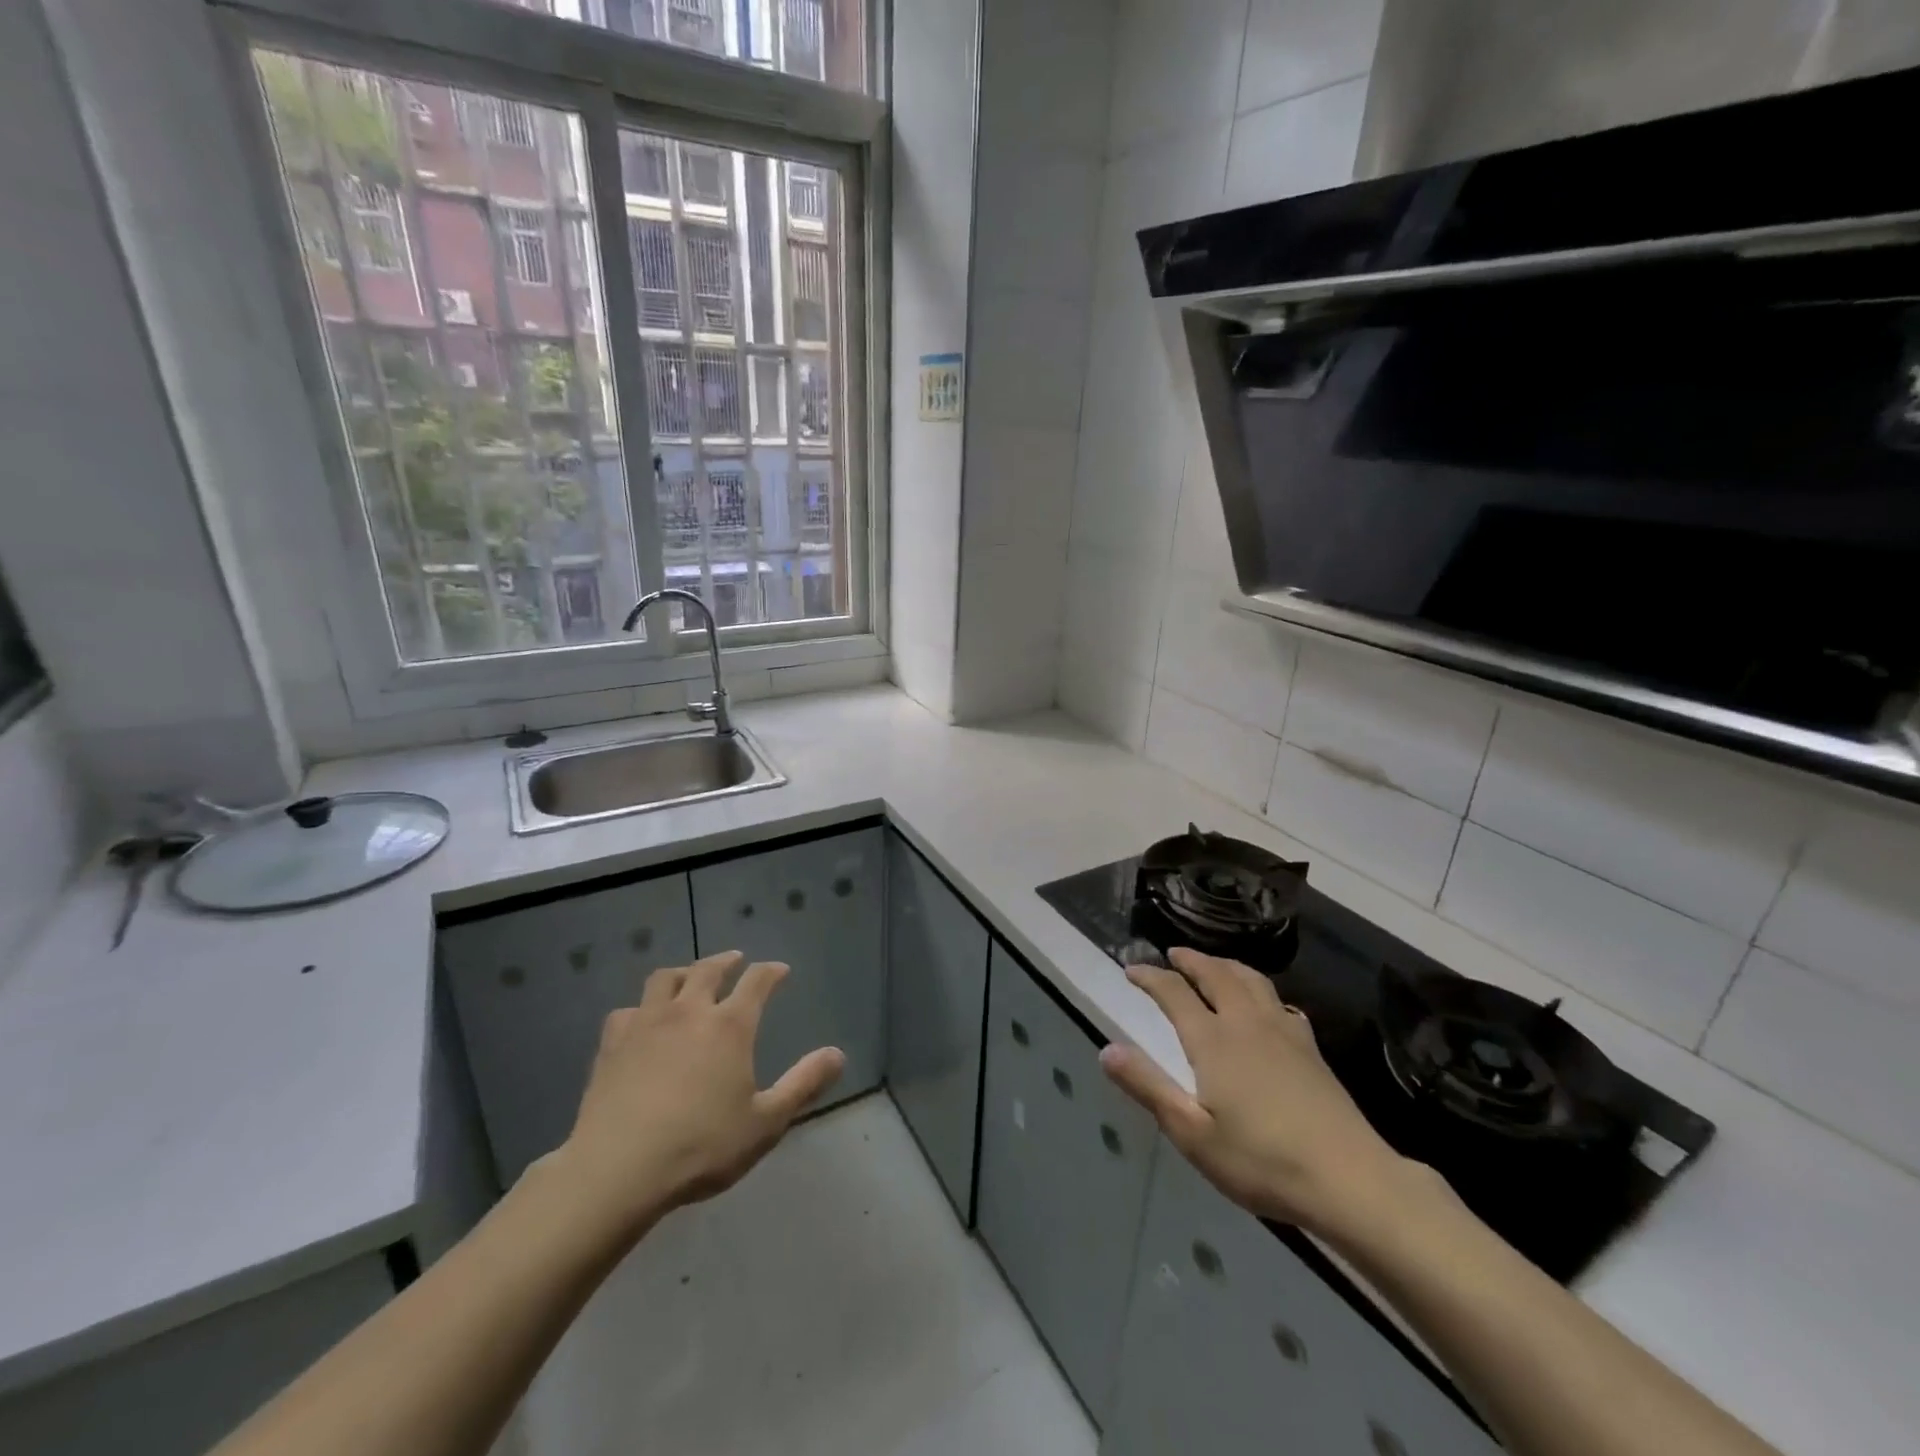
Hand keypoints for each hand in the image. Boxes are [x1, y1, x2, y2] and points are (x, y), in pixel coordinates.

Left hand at [547, 951, 845, 1241]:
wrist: (618, 1170)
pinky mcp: (612, 1045)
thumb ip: (804, 1085)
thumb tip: (838, 1054)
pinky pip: (626, 1012)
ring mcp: (646, 1024)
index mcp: (730, 1026)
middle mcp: (689, 1012)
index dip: (771, 972)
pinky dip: (640, 1009)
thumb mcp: (766, 1122)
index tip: (780, 970)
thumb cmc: (701, 1147)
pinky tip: (640, 1021)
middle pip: (708, 970)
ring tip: (688, 978)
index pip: (757, 982)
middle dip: (726, 962)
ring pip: (664, 980)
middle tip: (735, 961)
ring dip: (681, 973)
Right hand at [1100, 947, 1410, 1237]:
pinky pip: (1279, 1000)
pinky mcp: (1311, 1048)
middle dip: (1191, 960)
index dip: (1150, 977)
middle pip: (1216, 974)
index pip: (1174, 993)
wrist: (1350, 1179)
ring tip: (1213, 965)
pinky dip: (1260, 989)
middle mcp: (1246, 1023)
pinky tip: (1265, 1005)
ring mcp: (1284, 1032)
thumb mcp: (1192, 1133)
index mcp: (1213, 1040)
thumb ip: (1148, 1087)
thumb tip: (1107, 1050)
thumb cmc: (1262, 1161)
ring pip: (1251, 979)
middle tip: (1173, 954)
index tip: (1131, 970)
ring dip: (1226, 964)